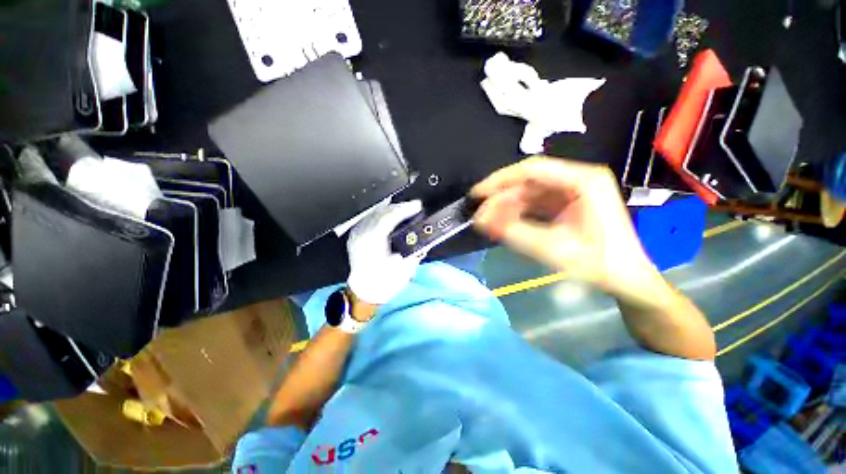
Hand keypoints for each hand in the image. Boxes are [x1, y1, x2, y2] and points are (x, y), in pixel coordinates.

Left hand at [346, 200, 424, 304]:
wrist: (364, 293)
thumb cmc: (384, 284)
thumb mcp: (403, 269)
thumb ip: (415, 251)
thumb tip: (426, 239)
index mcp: (373, 243)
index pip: (389, 217)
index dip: (404, 209)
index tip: (417, 206)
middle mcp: (362, 235)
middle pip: (381, 212)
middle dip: (399, 207)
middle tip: (414, 206)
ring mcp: (356, 235)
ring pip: (374, 213)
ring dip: (391, 209)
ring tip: (405, 209)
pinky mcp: (355, 236)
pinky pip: (369, 218)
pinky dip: (381, 214)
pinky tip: (390, 214)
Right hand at [471, 156, 663, 300]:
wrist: (626, 278)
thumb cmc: (598, 264)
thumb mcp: (553, 249)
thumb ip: (514, 232)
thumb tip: (480, 220)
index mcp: (583, 181)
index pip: (531, 170)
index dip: (499, 180)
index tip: (477, 194)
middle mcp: (577, 179)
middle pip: (528, 181)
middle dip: (501, 197)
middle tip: (480, 215)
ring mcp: (572, 191)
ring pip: (529, 192)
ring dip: (507, 206)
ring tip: (488, 222)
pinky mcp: (567, 203)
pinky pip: (535, 203)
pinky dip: (517, 212)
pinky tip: (504, 223)